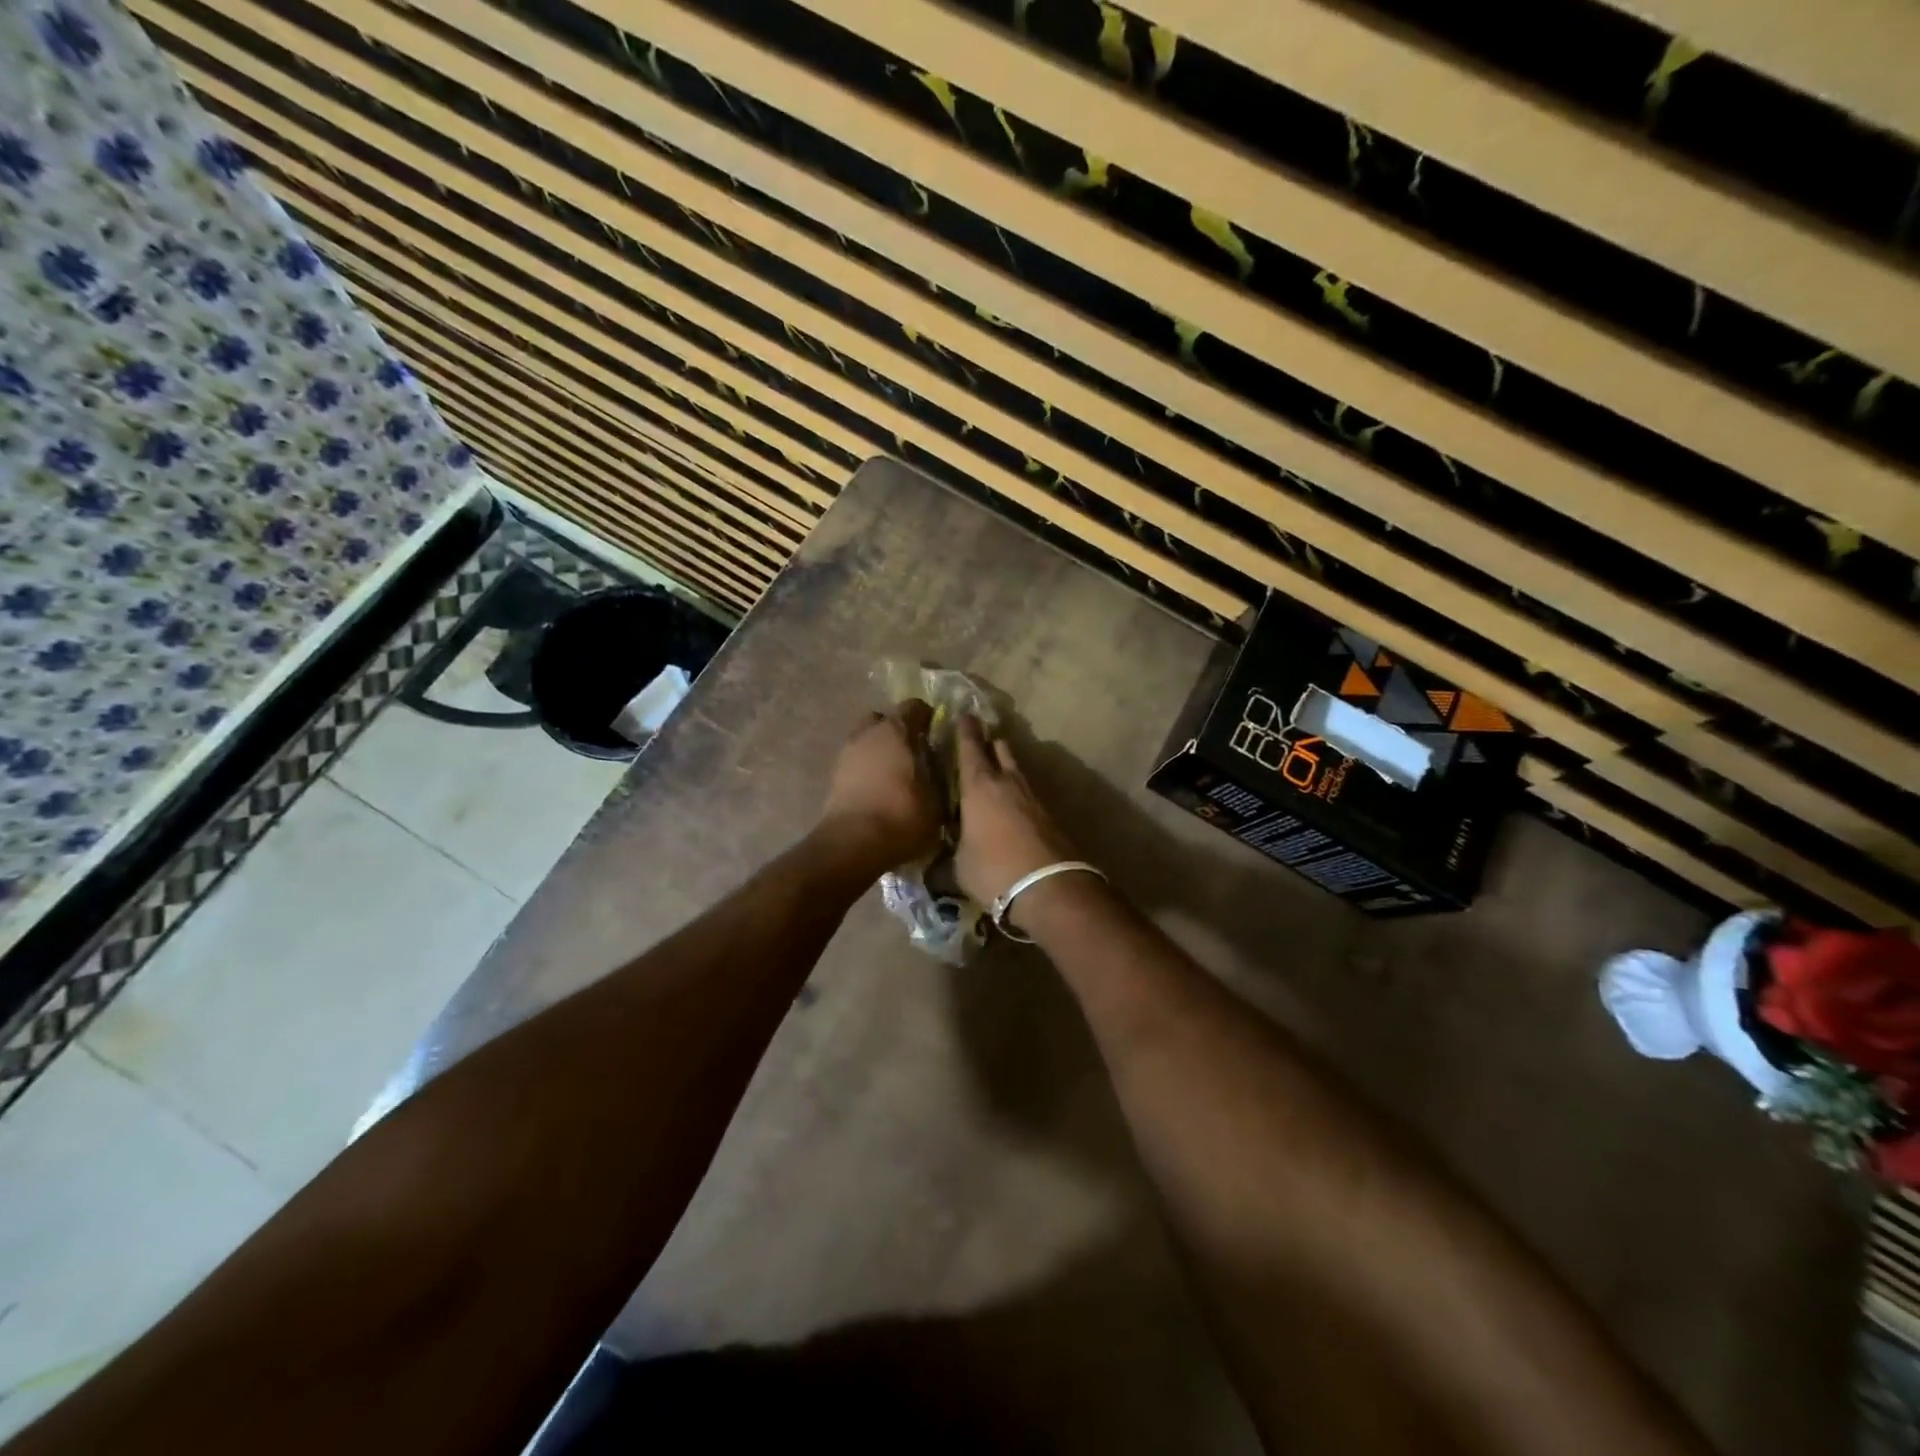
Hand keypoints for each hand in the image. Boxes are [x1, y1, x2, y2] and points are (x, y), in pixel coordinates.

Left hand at [818, 700, 941, 870]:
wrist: (853, 844)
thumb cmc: (902, 817)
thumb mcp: (937, 803)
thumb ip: (940, 782)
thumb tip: (942, 777)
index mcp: (896, 731)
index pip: (913, 707)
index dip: (927, 716)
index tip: (937, 731)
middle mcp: (868, 735)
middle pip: (882, 719)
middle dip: (896, 730)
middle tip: (913, 750)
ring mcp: (846, 755)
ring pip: (865, 741)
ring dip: (879, 751)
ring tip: (895, 774)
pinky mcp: (833, 778)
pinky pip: (855, 764)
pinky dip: (866, 770)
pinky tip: (879, 790)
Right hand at [954, 715, 1080, 913]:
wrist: (1049, 887)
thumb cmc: (993, 871)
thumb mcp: (958, 868)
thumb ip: (946, 858)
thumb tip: (935, 863)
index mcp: (978, 786)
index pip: (969, 747)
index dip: (964, 730)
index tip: (963, 715)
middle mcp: (1007, 782)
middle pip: (1000, 748)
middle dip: (988, 741)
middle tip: (978, 739)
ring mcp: (1032, 797)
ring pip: (1016, 770)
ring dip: (1005, 767)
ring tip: (993, 773)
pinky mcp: (1049, 815)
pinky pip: (1028, 793)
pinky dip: (1017, 792)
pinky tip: (1010, 805)